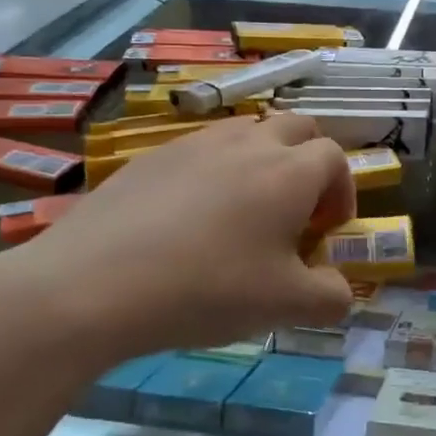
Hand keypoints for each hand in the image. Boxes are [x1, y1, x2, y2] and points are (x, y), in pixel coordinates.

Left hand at [0, 113, 356, 363]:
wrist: (93, 284)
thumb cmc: (207, 289)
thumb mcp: (285, 306)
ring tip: (242, 213)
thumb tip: (338, 290)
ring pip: (246, 132)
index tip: (325, 233)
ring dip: (262, 162)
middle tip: (294, 212)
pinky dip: (213, 173)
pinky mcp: (151, 156)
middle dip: (309, 163)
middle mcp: (248, 143)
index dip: (342, 192)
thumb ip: (331, 298)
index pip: (335, 158)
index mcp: (289, 172)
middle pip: (297, 128)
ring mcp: (194, 143)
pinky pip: (200, 150)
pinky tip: (187, 221)